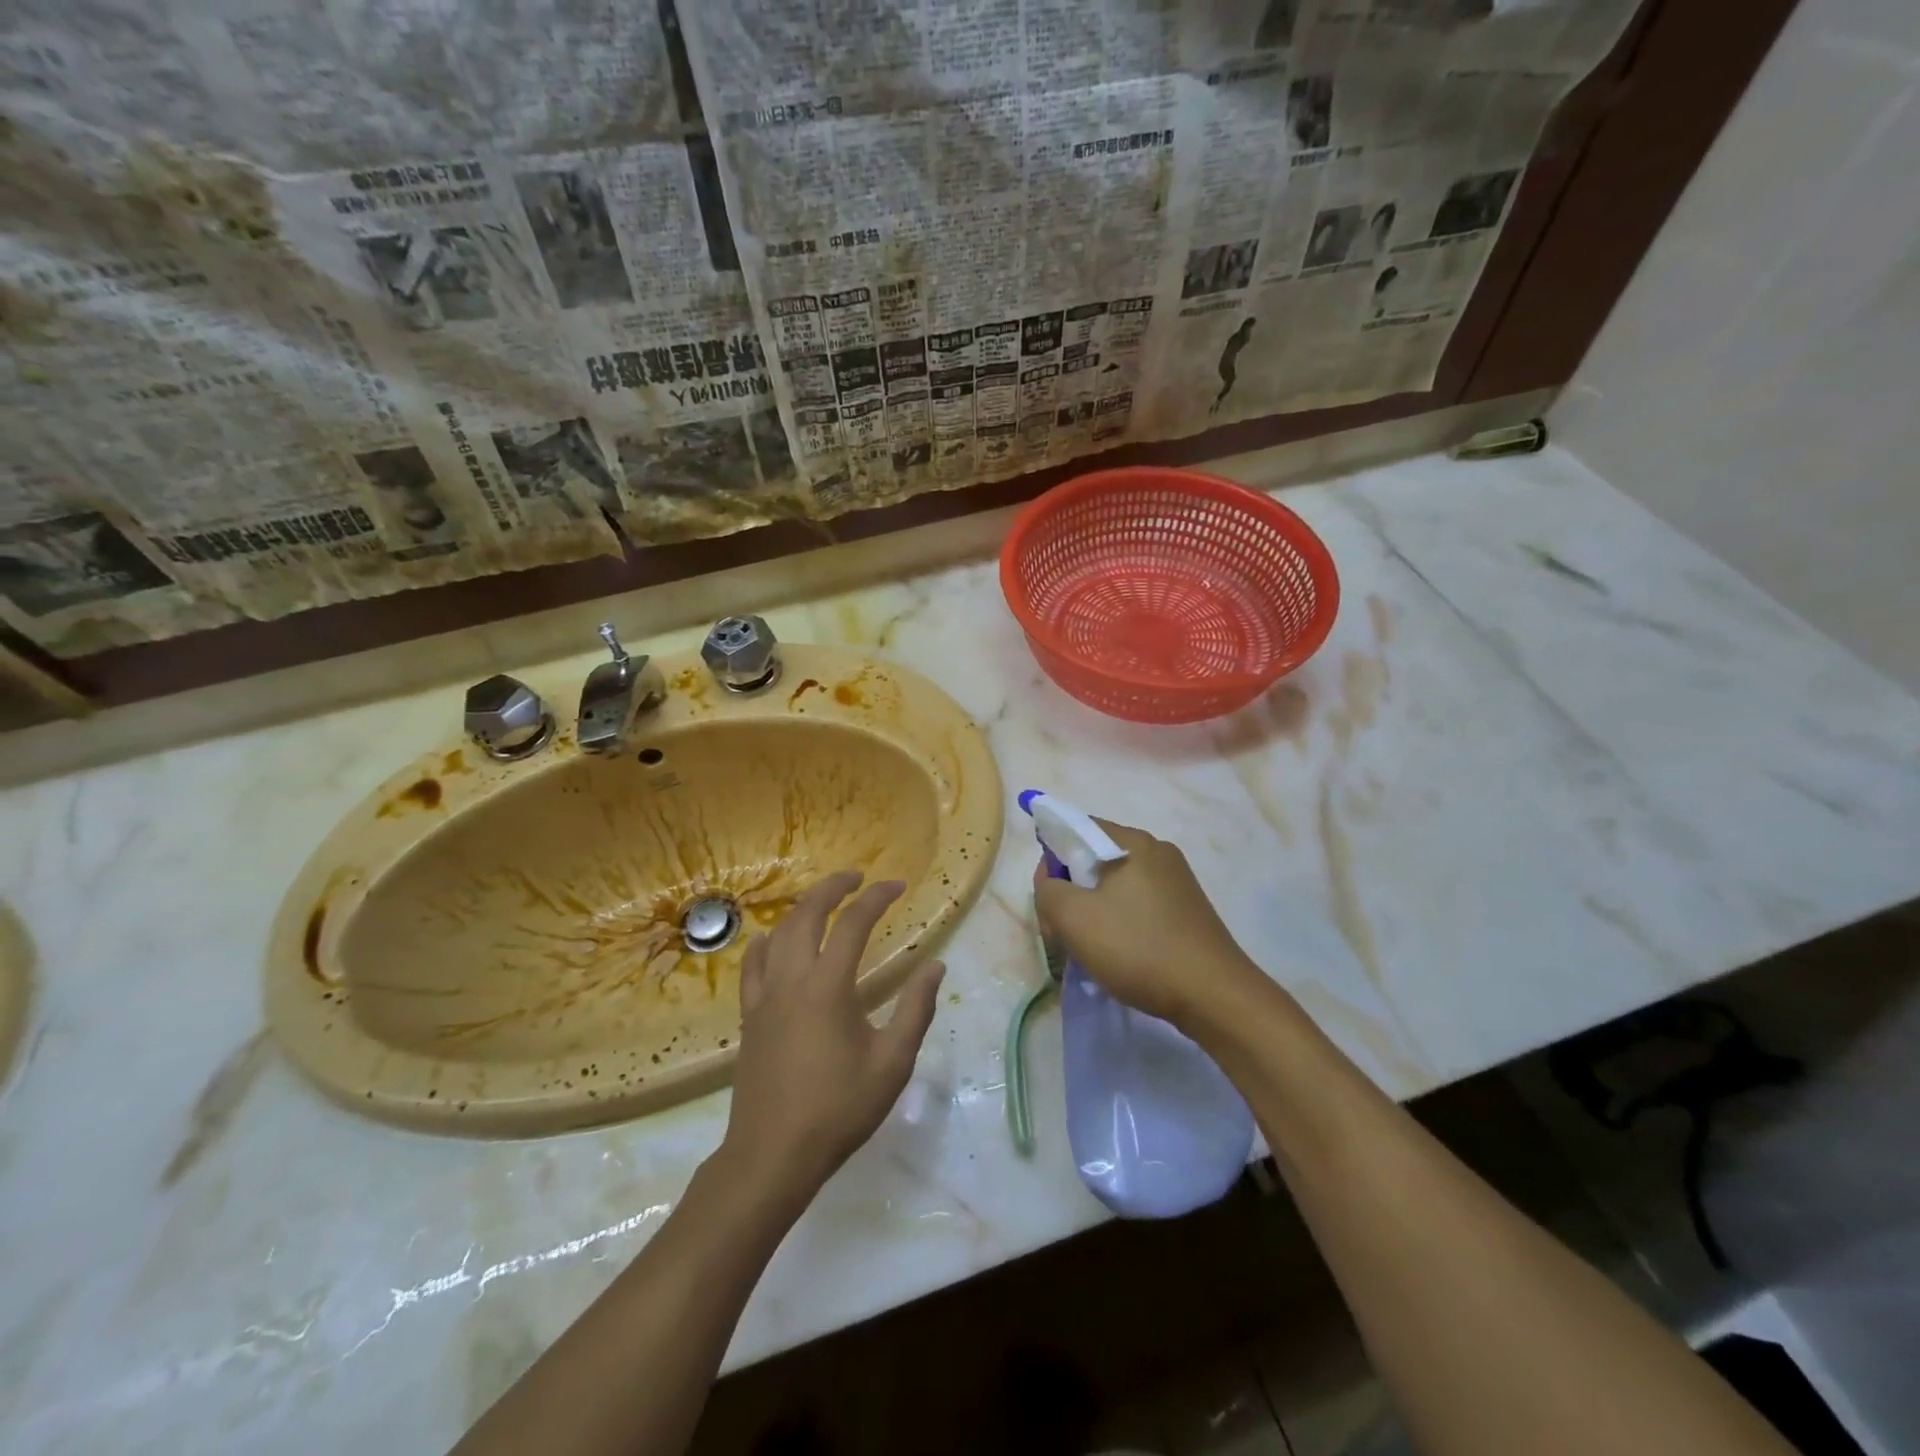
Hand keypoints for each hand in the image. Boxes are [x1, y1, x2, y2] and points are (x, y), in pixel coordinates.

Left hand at [722, 871, 944, 1203]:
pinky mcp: (749, 1016)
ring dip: (801, 909)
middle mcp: (792, 979)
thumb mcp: (892, 1063)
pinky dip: (766, 942)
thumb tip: (935, 966)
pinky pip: (752, 965)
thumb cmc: (839, 1108)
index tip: (898, 885)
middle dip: (832, 887)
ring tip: (822, 903)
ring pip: (777, 933)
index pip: (854, 922)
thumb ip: (916, 1009)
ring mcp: (764, 996)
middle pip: (806, 914)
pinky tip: (772, 942)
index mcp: (829, 986)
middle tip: (856, 877)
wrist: (773, 1154)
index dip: (877, 897)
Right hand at [1033, 820, 1262, 1029]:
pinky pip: (1137, 906)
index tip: (1048, 899)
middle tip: (1063, 934)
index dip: (1051, 859)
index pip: (1076, 829)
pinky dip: (1118, 924)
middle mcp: (1158, 852)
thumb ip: (1048, 890)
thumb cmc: (1138, 948)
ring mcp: (1176, 882)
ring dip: (1092, 914)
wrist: (1213, 996)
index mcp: (1133, 842)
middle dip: (1070, 893)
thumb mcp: (1074, 918)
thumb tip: (1052, 881)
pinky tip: (1118, 956)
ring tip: (1089, 951)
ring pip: (1114, 887)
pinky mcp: (1186, 911)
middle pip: (1094, 860)